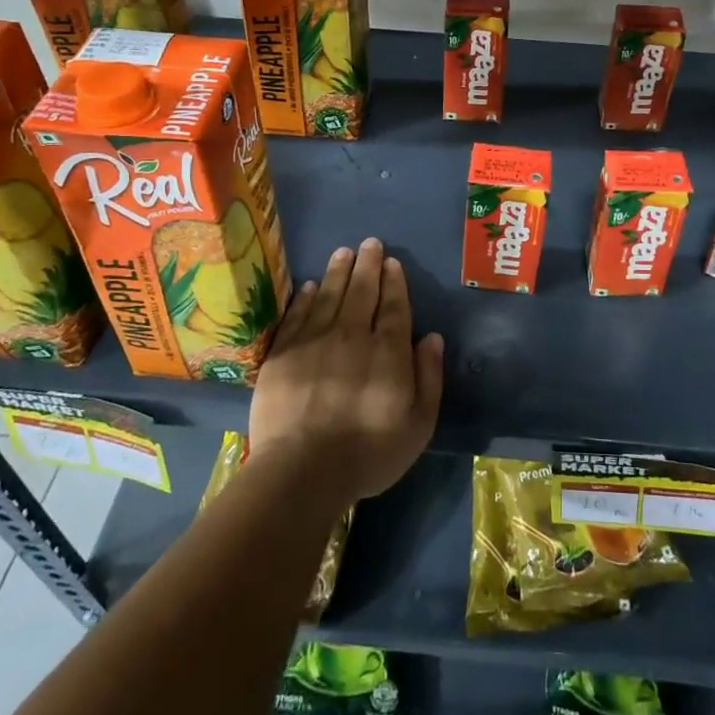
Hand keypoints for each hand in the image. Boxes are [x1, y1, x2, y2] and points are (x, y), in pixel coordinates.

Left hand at [249, 237, 444, 505]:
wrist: (302, 470)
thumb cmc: (369, 452)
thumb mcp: (418, 424)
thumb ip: (428, 377)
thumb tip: (431, 337)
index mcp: (387, 351)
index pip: (393, 306)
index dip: (394, 282)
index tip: (392, 262)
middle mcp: (352, 335)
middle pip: (361, 292)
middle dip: (368, 265)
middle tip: (370, 243)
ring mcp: (314, 342)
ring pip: (329, 296)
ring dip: (338, 271)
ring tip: (343, 252)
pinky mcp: (283, 354)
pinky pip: (297, 316)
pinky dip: (305, 298)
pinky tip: (310, 286)